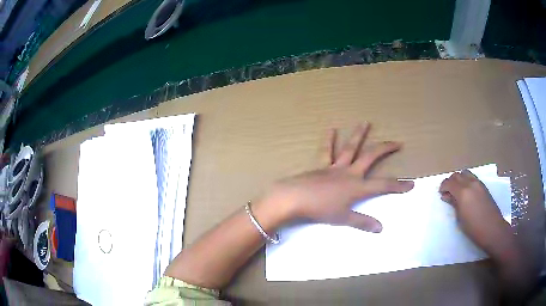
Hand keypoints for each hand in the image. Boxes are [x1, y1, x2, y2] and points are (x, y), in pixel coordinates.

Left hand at [261, 123, 413, 232]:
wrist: (295, 198)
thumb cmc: (320, 210)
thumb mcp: (343, 219)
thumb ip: (363, 222)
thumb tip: (381, 228)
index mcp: (357, 186)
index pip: (383, 185)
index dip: (398, 185)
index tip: (411, 184)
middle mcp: (349, 172)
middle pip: (371, 157)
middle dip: (386, 149)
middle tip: (397, 142)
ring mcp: (335, 167)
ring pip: (351, 148)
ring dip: (359, 135)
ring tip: (365, 122)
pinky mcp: (321, 165)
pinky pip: (327, 151)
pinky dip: (329, 140)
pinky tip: (331, 128)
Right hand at [439, 170, 510, 256]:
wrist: (492, 229)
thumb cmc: (473, 228)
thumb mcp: (460, 218)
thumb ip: (454, 203)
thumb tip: (447, 196)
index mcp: (463, 192)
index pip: (449, 182)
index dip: (443, 186)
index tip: (441, 193)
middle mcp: (470, 183)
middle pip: (457, 175)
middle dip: (450, 182)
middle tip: (447, 192)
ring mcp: (478, 183)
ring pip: (465, 173)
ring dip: (459, 179)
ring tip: (457, 191)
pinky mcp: (483, 186)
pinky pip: (472, 177)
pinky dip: (466, 181)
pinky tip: (467, 192)